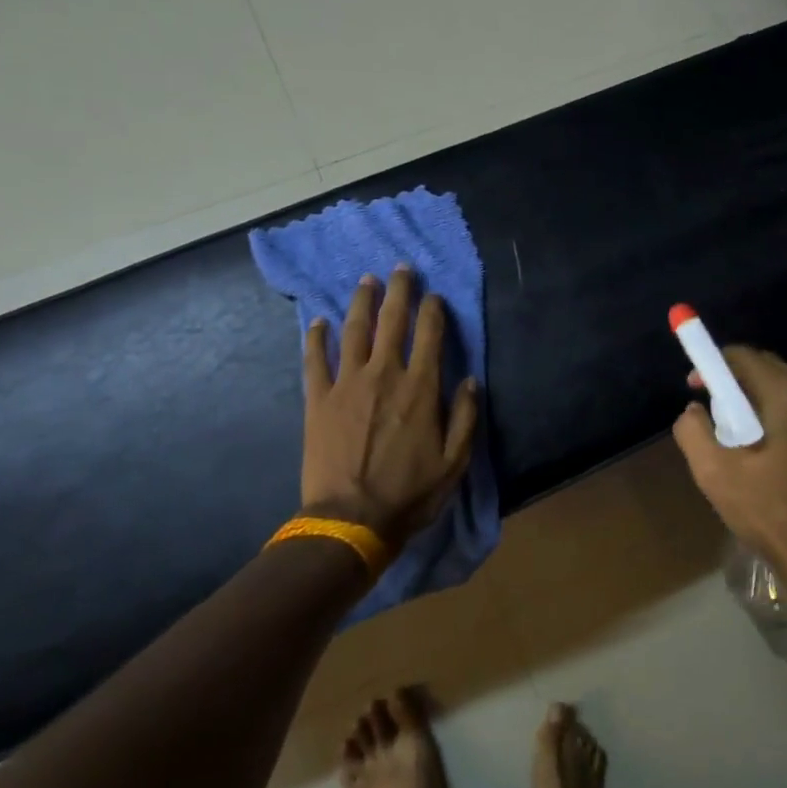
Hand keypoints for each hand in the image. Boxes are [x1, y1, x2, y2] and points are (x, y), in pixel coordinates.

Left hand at [301, 266, 479, 549]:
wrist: (351, 519)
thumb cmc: (409, 493)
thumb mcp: (455, 462)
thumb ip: (466, 417)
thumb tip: (471, 380)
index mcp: (420, 388)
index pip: (430, 335)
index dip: (434, 310)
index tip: (435, 296)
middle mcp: (384, 375)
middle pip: (392, 321)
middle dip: (399, 291)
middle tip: (400, 268)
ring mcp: (347, 384)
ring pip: (354, 331)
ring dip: (361, 302)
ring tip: (366, 280)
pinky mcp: (318, 399)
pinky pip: (315, 359)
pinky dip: (317, 337)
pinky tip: (319, 321)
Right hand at [673, 347, 786, 595]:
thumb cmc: (771, 514)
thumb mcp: (715, 473)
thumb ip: (693, 431)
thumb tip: (694, 411)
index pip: (745, 357)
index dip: (714, 366)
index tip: (696, 388)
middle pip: (770, 369)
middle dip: (737, 383)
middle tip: (715, 414)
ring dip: (761, 401)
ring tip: (741, 437)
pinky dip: (784, 418)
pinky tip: (773, 453)